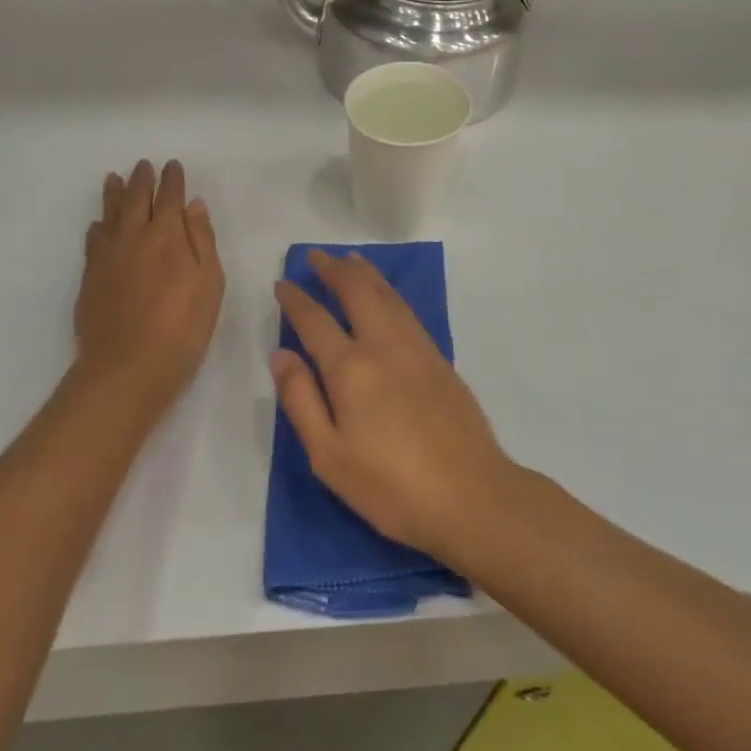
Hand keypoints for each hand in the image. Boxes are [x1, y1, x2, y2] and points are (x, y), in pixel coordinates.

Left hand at [73, 160, 223, 414]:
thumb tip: (193, 205)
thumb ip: (201, 240)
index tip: (172, 166)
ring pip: (110, 214)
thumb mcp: (209, 283)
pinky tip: (99, 225)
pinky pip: (93, 240)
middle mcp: (134, 236)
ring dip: (114, 194)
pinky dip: (98, 226)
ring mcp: (108, 256)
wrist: (127, 368)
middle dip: (142, 179)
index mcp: (168, 235)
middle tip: (143, 165)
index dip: (172, 180)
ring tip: (114, 179)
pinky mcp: (90, 277)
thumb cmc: (182, 327)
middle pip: (137, 199)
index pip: (169, 197)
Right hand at [272, 251, 515, 559]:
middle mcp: (383, 345)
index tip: (282, 283)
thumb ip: (301, 399)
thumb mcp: (329, 455)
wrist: (471, 494)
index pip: (315, 320)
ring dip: (364, 273)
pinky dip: (388, 291)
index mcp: (350, 368)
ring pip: (386, 294)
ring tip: (349, 259)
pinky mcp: (439, 358)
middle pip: (356, 291)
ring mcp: (416, 347)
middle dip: (333, 269)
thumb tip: (280, 354)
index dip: (296, 299)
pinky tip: (386, 294)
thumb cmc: (390, 486)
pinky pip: (406, 309)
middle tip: (316, 256)